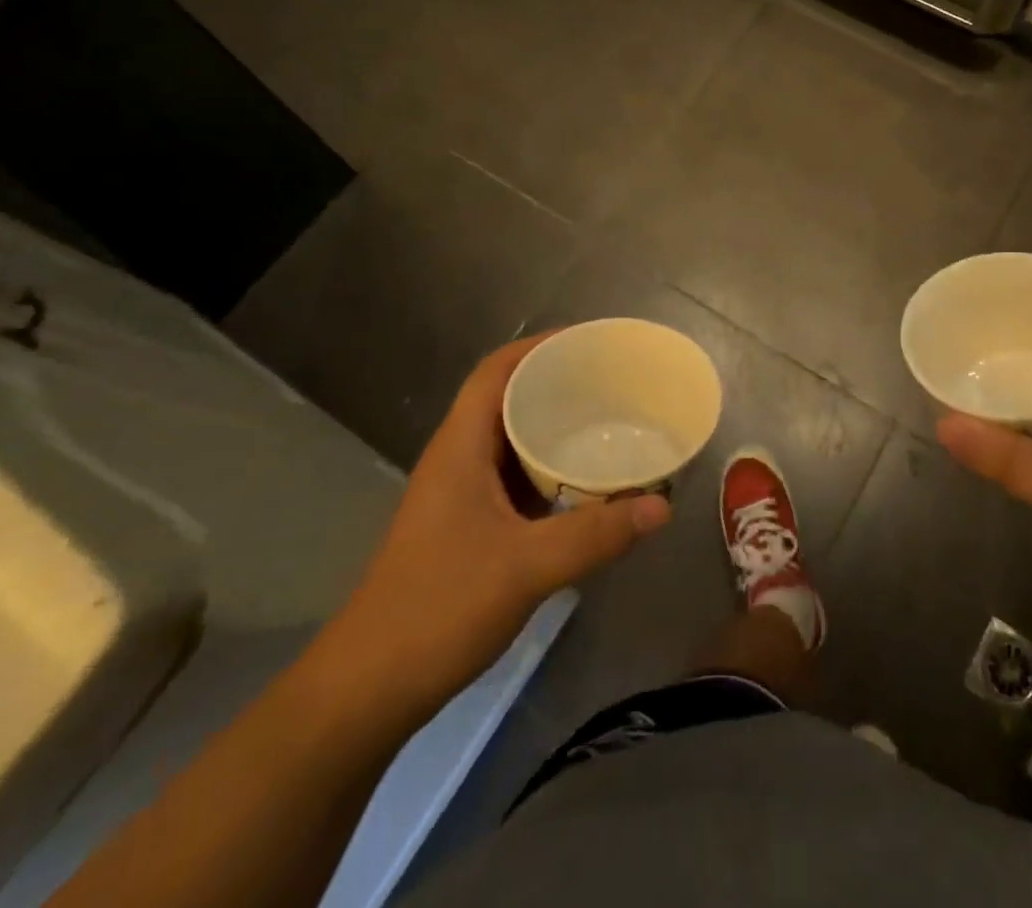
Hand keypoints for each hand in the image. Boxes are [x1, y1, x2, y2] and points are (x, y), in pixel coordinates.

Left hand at [325, 334, 670, 716]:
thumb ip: (597, 534)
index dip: (540, 346)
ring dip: (556, 428)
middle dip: (558, 383)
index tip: (591, 342)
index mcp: (461, 447)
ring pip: (513, 441)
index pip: (497, 371)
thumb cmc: (438, 609)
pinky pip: (516, 478)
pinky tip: (587, 484)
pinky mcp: (468, 526)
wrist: (368, 689)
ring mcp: (461, 495)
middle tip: (614, 382)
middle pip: (508, 398)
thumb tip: (663, 505)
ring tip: (610, 422)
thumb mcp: (526, 567)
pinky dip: (551, 469)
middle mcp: (459, 459)